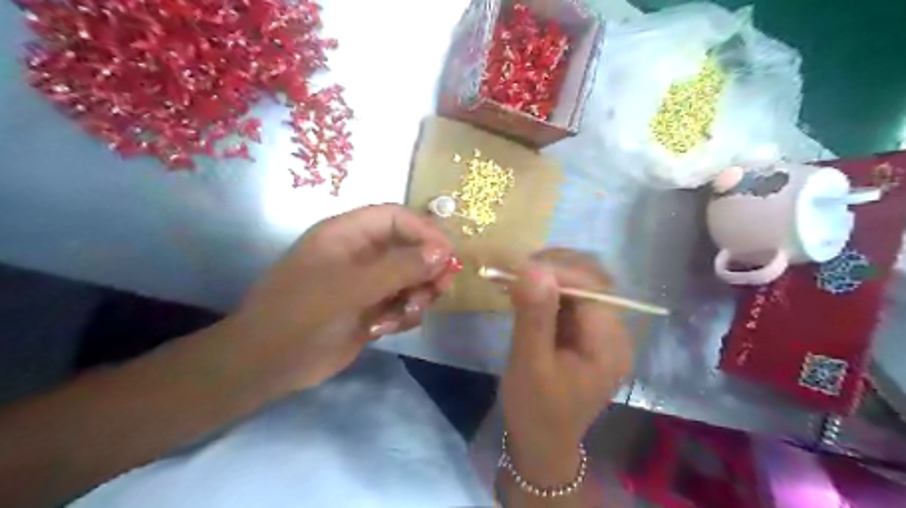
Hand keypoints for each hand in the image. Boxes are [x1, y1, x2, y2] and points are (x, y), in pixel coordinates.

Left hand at [222, 204, 456, 395]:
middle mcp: (360, 254)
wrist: (268, 365)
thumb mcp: (351, 288)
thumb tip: (441, 253)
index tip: (447, 255)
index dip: (424, 231)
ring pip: (410, 278)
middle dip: (427, 267)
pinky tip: (386, 328)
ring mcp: (366, 283)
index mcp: (347, 235)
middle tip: (440, 288)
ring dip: (417, 294)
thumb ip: (398, 268)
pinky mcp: (371, 309)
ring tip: (409, 311)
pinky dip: (403, 314)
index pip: (396, 218)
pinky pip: (402, 303)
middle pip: (409, 248)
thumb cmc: (303, 315)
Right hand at [499, 249, 630, 483]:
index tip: (518, 266)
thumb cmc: (535, 411)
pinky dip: (546, 290)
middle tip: (515, 269)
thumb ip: (533, 316)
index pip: (591, 288)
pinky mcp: (585, 333)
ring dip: (548, 276)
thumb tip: (532, 268)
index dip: (557, 270)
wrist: (541, 444)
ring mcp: (601, 332)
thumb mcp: (529, 364)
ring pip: (580, 285)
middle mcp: (614, 333)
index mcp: (609, 345)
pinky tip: (523, 291)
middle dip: (553, 268)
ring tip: (515, 277)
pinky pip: (569, 300)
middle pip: (591, 280)